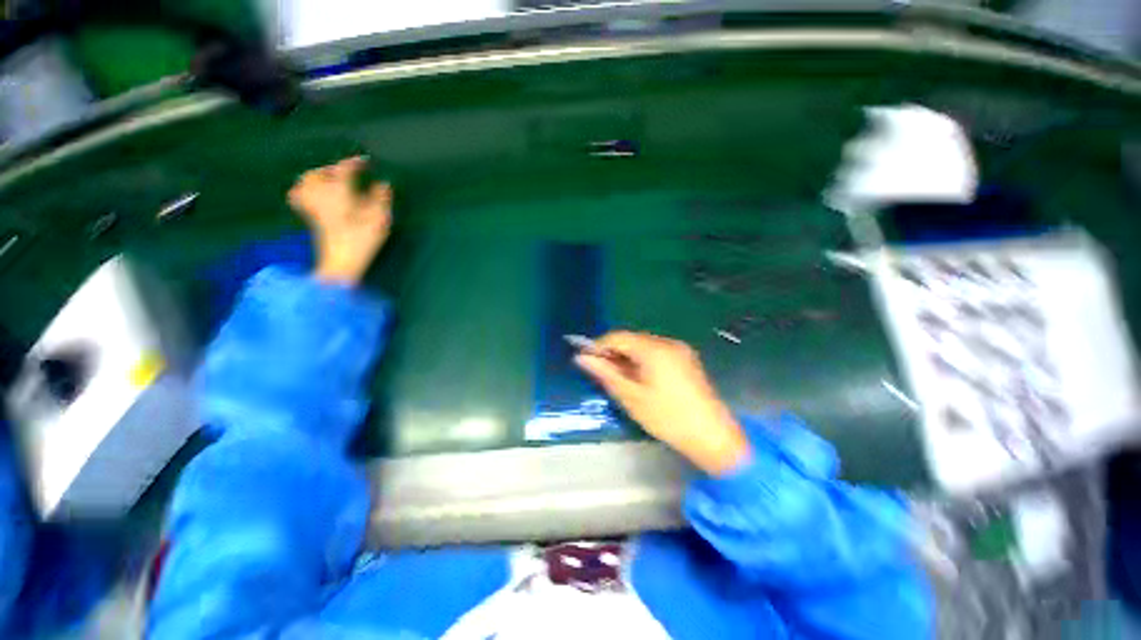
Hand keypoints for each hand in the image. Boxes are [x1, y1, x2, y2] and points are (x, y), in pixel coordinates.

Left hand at [288, 156, 392, 284]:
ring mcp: (312, 207)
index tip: (366, 161)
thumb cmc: (363, 240)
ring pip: (305, 183)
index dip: (355, 163)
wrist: (341, 263)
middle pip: (318, 174)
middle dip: (332, 170)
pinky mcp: (310, 219)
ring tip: (330, 182)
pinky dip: (304, 192)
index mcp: (338, 192)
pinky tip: (315, 197)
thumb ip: (381, 199)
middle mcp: (321, 195)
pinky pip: (299, 198)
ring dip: (317, 178)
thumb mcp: (379, 219)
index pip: (344, 170)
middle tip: (347, 174)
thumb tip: (383, 184)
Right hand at [574, 331, 750, 474]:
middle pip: (632, 339)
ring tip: (619, 378)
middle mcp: (668, 342)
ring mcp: (680, 350)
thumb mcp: (631, 397)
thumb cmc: (667, 418)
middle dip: (614, 353)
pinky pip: (657, 352)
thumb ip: (605, 374)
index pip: (618, 336)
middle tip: (601, 372)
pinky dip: (643, 361)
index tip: (586, 360)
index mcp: (654, 349)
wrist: (713, 437)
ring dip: (628, 357)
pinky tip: (640, 379)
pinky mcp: (686, 359)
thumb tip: (581, 358)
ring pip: (644, 346)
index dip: (599, 346)